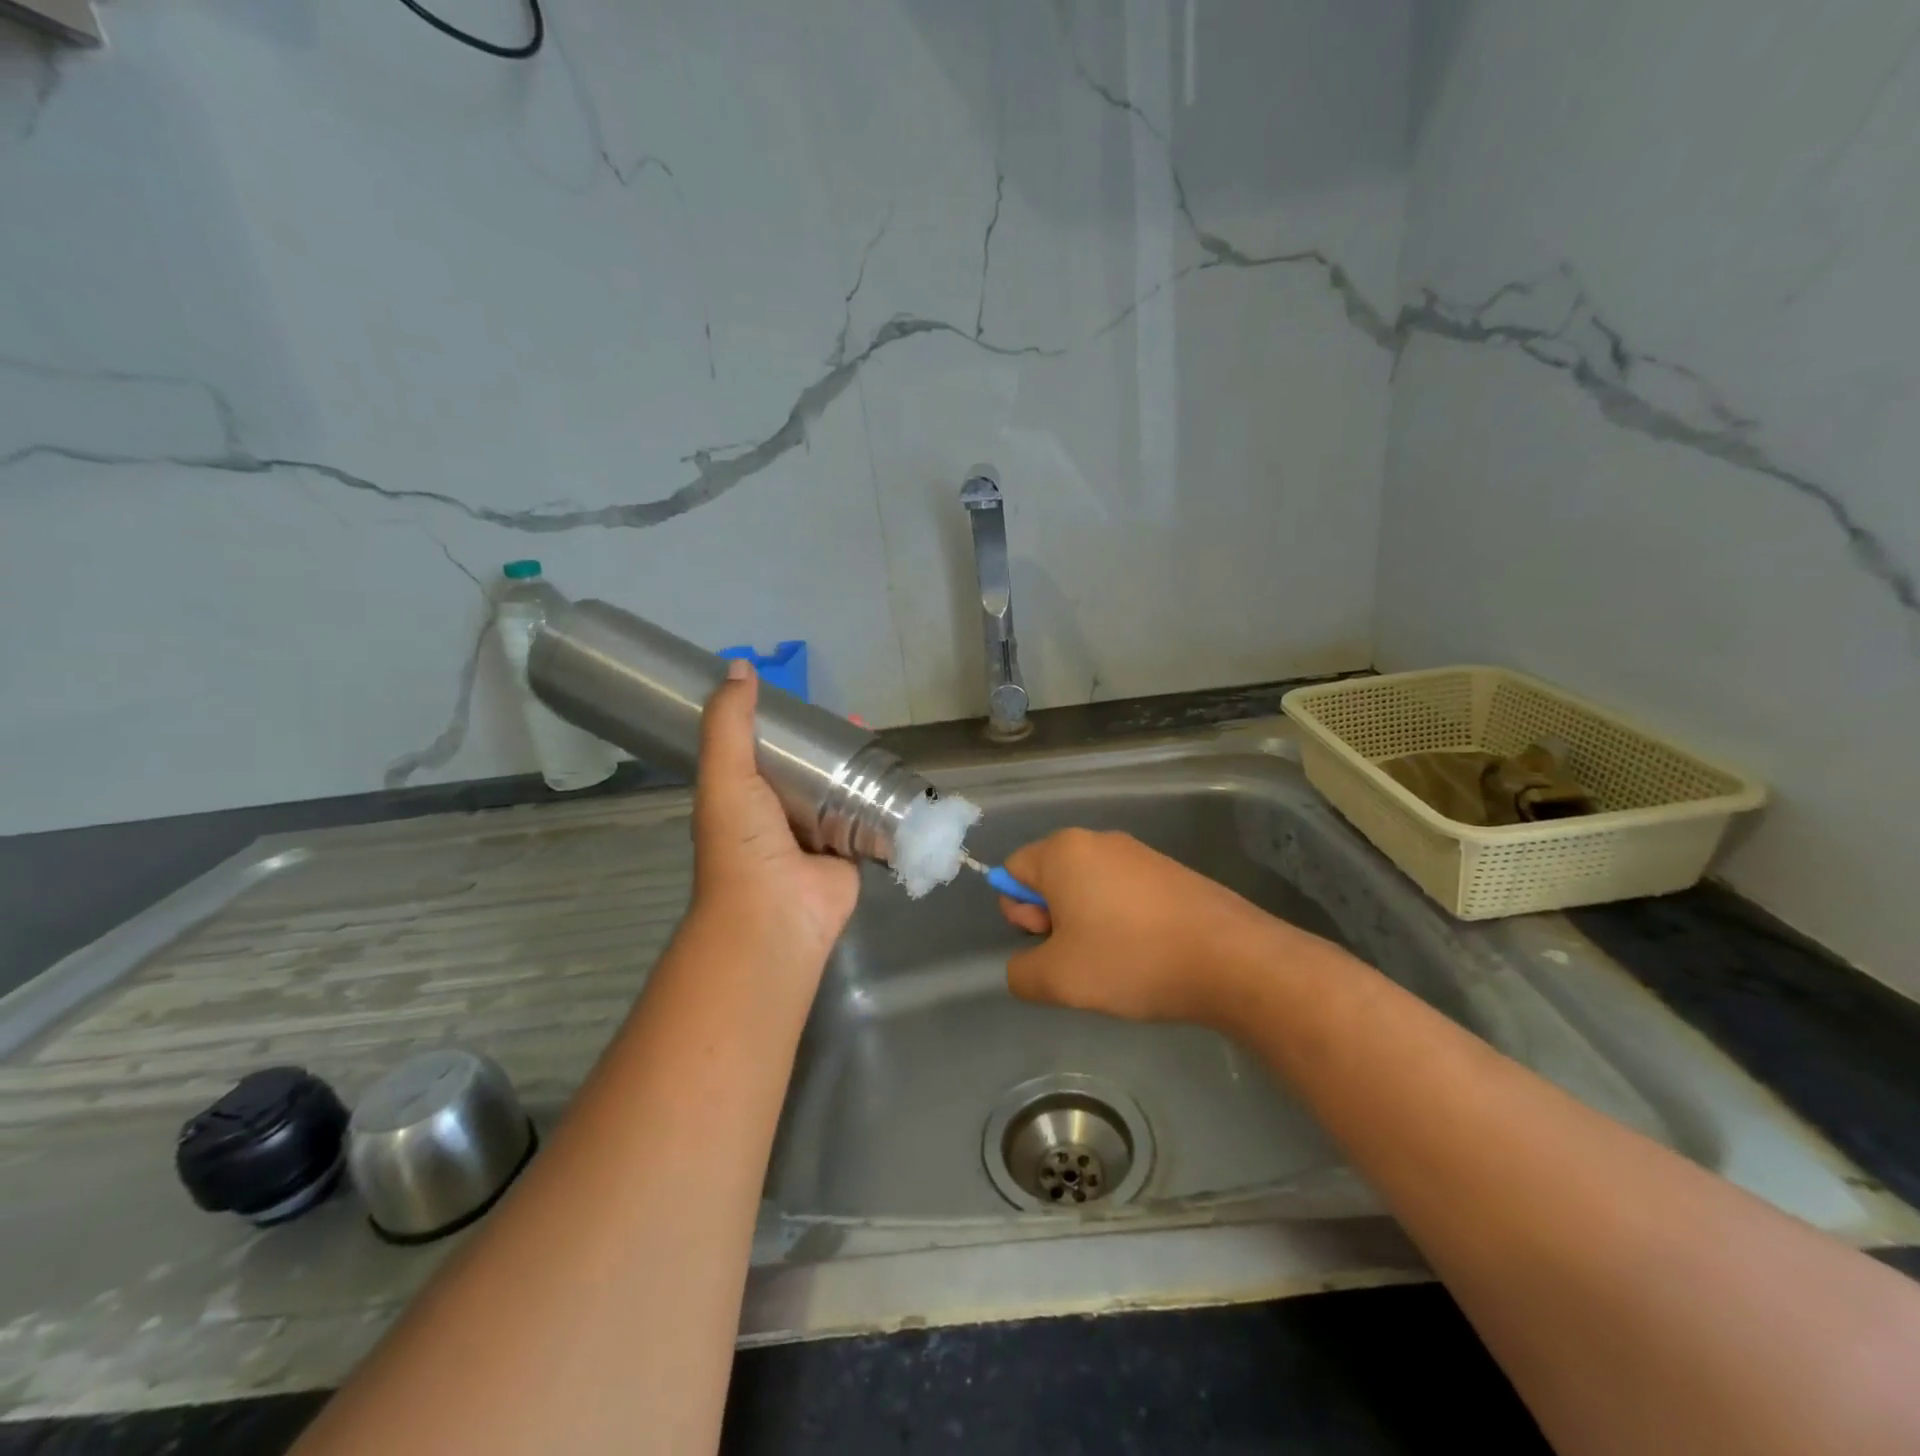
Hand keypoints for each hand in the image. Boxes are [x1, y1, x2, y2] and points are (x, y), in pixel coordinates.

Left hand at [690, 661, 859, 966]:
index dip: (784, 726)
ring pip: (842, 791)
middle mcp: (780, 814)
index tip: (807, 703)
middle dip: (830, 745)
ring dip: (859, 769)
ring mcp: (818, 835)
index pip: (765, 750)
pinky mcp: (852, 852)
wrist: (775, 914)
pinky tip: (900, 778)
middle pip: (810, 769)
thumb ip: (729, 723)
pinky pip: (869, 819)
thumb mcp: (725, 774)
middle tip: (855, 720)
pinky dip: (883, 801)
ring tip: (878, 740)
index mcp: (745, 796)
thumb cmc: (742, 843)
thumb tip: (740, 666)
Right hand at [997, 829, 1283, 1025]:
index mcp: (1063, 851)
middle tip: (1079, 956)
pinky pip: (1125, 892)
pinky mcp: (1170, 871)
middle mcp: (1098, 840)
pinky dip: (1122, 919)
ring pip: (1089, 886)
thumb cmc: (1131, 959)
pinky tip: (1145, 953)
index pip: (1013, 871)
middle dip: (1053, 917)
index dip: (1019, 912)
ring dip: (1087, 921)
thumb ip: (1021, 972)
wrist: (1229, 958)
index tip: (1050, 943)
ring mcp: (1139, 853)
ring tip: (1115, 960)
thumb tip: (1023, 967)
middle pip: (1051, 876)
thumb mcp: (1057, 980)